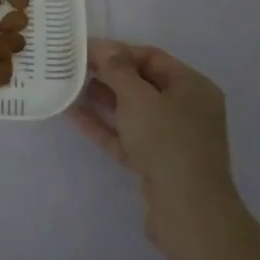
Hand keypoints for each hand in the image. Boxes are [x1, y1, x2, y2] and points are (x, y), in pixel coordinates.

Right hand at [73, 39, 243, 259]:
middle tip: (72, 66)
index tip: (85, 50)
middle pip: (141, 83)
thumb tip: (103, 47)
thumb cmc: (167, 141)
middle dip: (107, 74)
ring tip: (67, 86)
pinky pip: (125, 135)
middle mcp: (185, 109)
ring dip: (101, 99)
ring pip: (131, 111)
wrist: (187, 212)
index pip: (151, 57)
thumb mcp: (138, 97)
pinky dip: (102, 125)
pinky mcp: (154, 163)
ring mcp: (170, 138)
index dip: (118, 51)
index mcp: (192, 87)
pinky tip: (73, 114)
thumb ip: (117, 69)